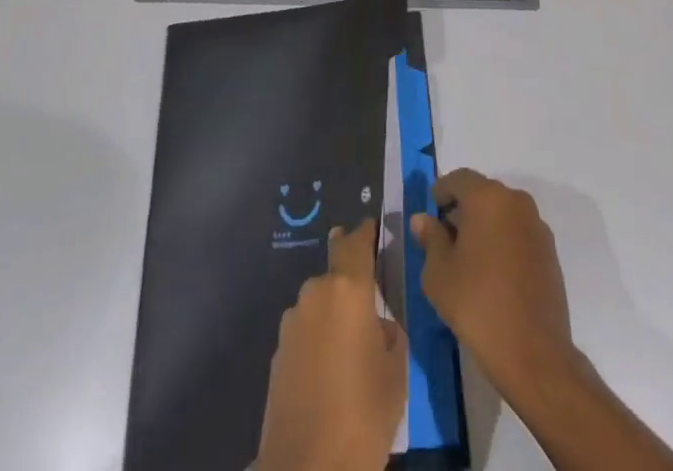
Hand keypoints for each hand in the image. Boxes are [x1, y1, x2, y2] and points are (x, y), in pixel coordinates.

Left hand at [255, 222, 406, 470]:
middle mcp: (316, 293)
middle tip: (368, 302)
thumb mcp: (395, 373)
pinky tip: (328, 370)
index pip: (356, 243)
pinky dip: (318, 339)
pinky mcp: (277, 351)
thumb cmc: (362, 415)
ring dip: (333, 314)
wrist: (304, 469)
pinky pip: (305, 331)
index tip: (373, 226)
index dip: (365, 233)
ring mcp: (292, 322)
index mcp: (348, 289)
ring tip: (350, 348)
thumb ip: (389, 334)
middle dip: (350, 281)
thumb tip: (376, 324)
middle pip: (335, 273)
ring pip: (319, 303)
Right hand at [411, 170, 580, 402]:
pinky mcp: (550, 251)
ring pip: (502, 213)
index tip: (430, 215)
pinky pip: (519, 233)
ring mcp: (537, 225)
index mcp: (486, 197)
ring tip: (470, 259)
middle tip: (445, 239)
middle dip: (462, 210)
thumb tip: (423, 219)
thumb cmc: (477, 305)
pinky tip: (494, 273)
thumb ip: (430, 239)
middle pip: (482, 194)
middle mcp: (515, 201)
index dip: (440, 193)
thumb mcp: (438, 273)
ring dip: (485, 225)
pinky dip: (504, 241)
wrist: (534, 353)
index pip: (458, 179)